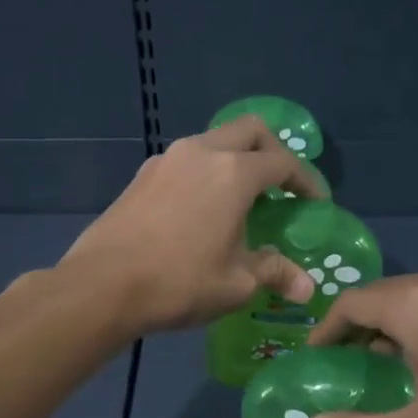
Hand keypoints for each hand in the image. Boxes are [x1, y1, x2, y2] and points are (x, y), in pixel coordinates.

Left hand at [59, 116, 326, 334]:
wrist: (101, 286)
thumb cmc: (179, 282)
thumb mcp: (236, 283)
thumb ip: (274, 272)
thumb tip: (305, 286)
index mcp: (233, 173)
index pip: (282, 162)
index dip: (306, 180)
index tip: (316, 202)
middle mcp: (201, 153)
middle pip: (248, 131)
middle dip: (272, 151)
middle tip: (281, 185)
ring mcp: (166, 160)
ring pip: (213, 142)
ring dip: (235, 161)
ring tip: (241, 200)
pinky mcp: (142, 176)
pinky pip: (186, 162)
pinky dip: (205, 174)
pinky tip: (202, 210)